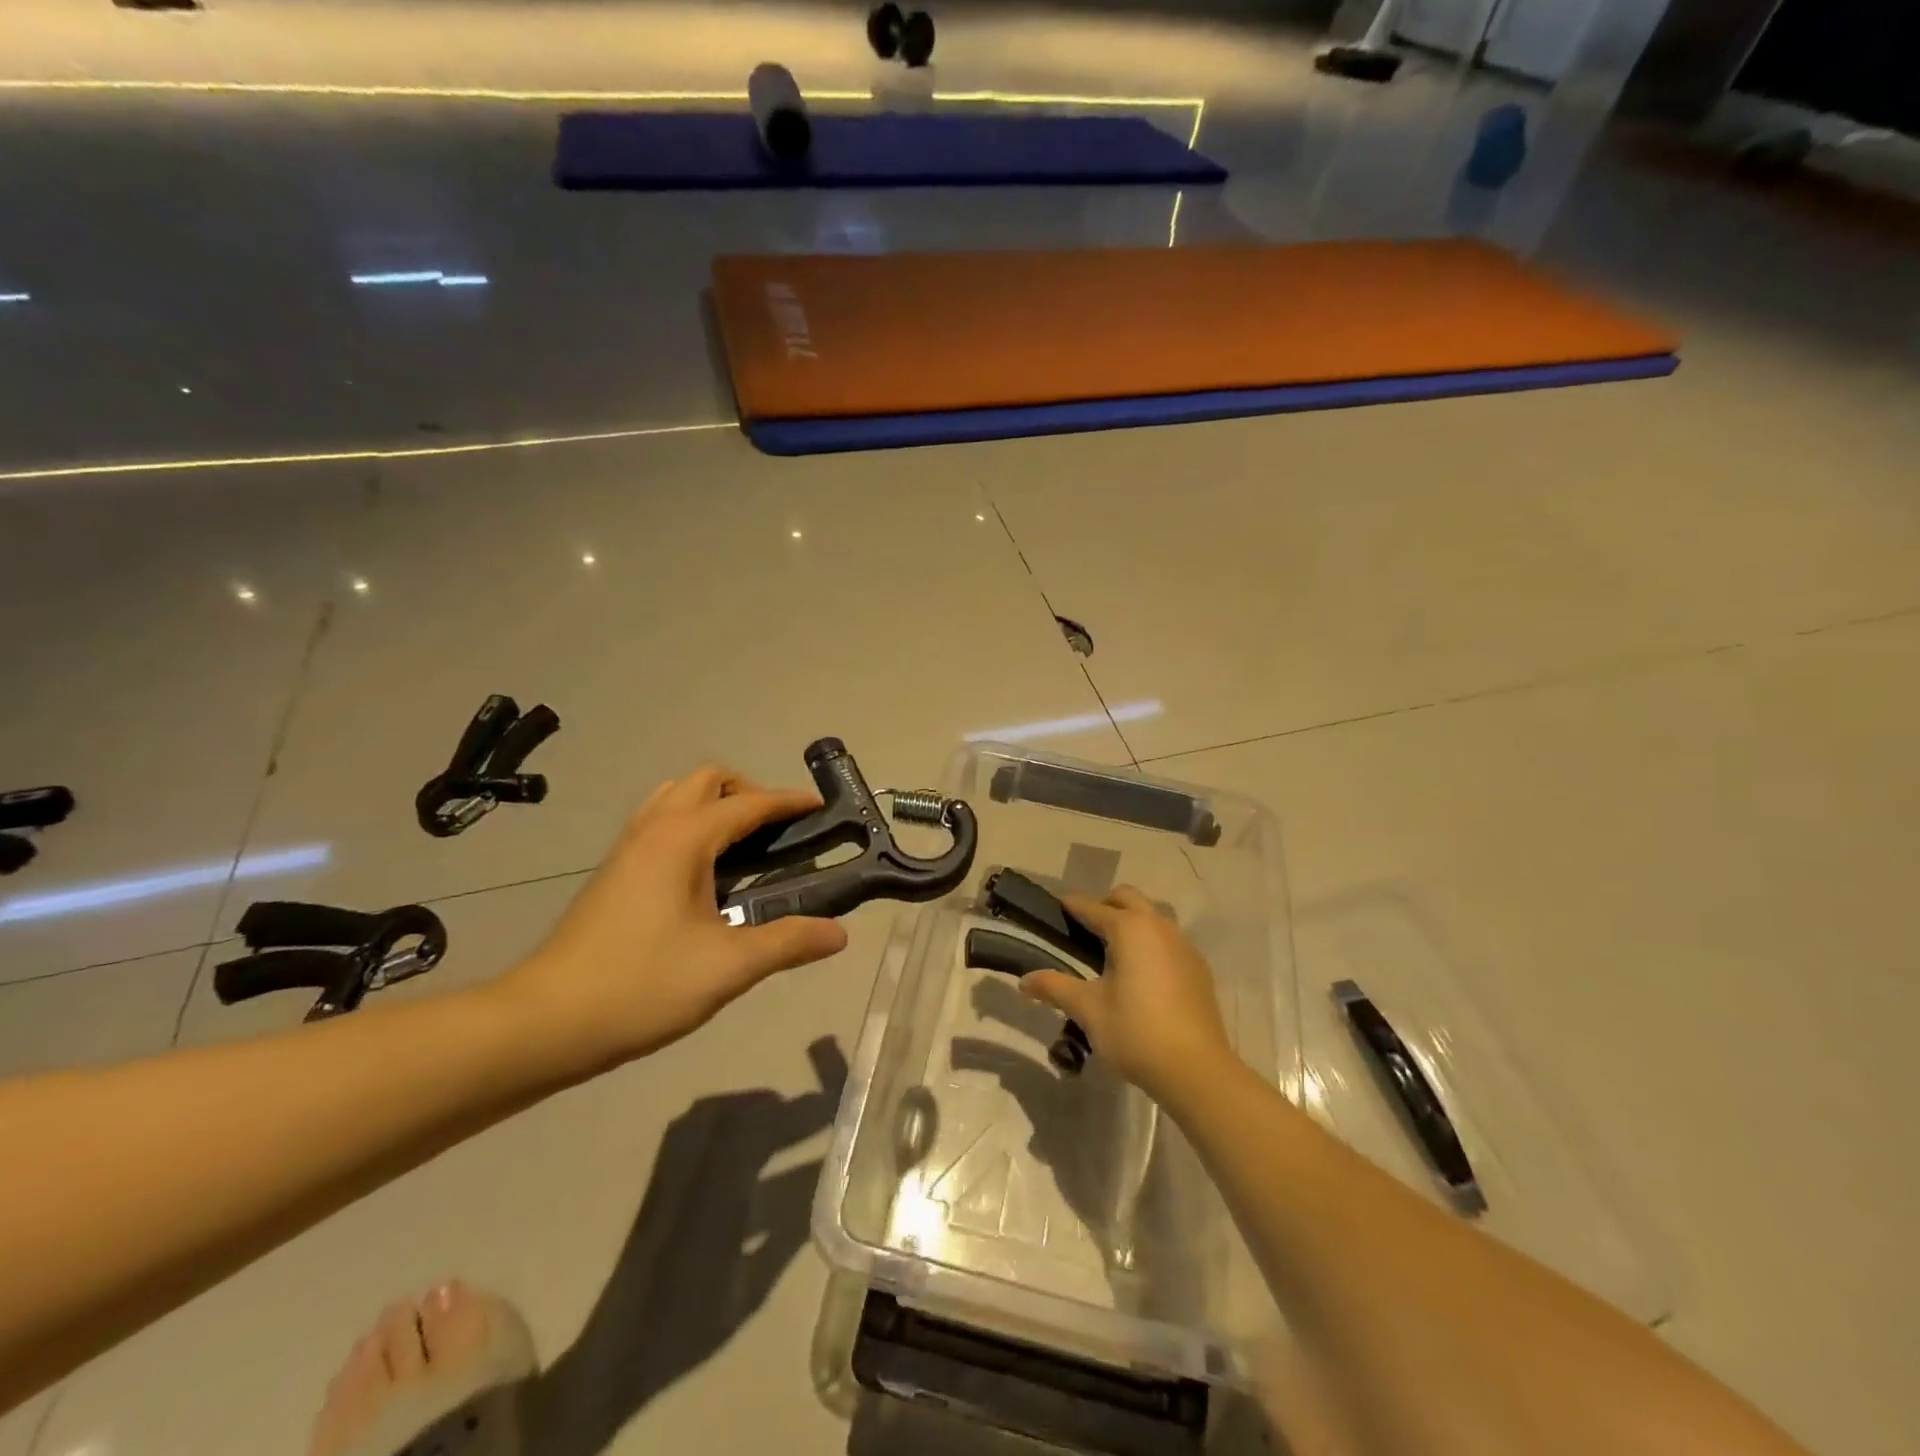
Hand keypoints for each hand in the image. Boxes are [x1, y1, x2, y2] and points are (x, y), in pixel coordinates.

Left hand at [504, 766, 848, 1070]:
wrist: (544, 1023)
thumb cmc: (641, 987)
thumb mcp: (727, 967)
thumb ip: (788, 943)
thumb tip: (839, 934)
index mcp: (683, 839)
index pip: (748, 803)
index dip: (789, 801)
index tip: (822, 808)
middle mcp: (653, 830)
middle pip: (708, 781)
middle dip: (750, 793)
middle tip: (778, 832)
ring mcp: (627, 848)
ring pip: (677, 796)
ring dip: (716, 804)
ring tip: (745, 846)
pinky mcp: (613, 872)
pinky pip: (660, 822)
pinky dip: (691, 824)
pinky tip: (704, 873)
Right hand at [1018, 886, 1233, 1104]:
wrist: (1196, 1069)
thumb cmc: (1135, 1032)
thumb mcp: (1088, 1010)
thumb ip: (1055, 987)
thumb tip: (1023, 980)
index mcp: (1129, 928)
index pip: (1092, 906)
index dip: (1071, 906)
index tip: (1055, 907)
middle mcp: (1158, 926)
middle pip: (1127, 899)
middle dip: (1104, 906)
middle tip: (1084, 932)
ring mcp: (1183, 945)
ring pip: (1152, 917)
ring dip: (1132, 922)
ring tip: (1113, 953)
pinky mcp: (1198, 967)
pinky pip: (1169, 939)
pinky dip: (1151, 943)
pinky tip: (1143, 974)